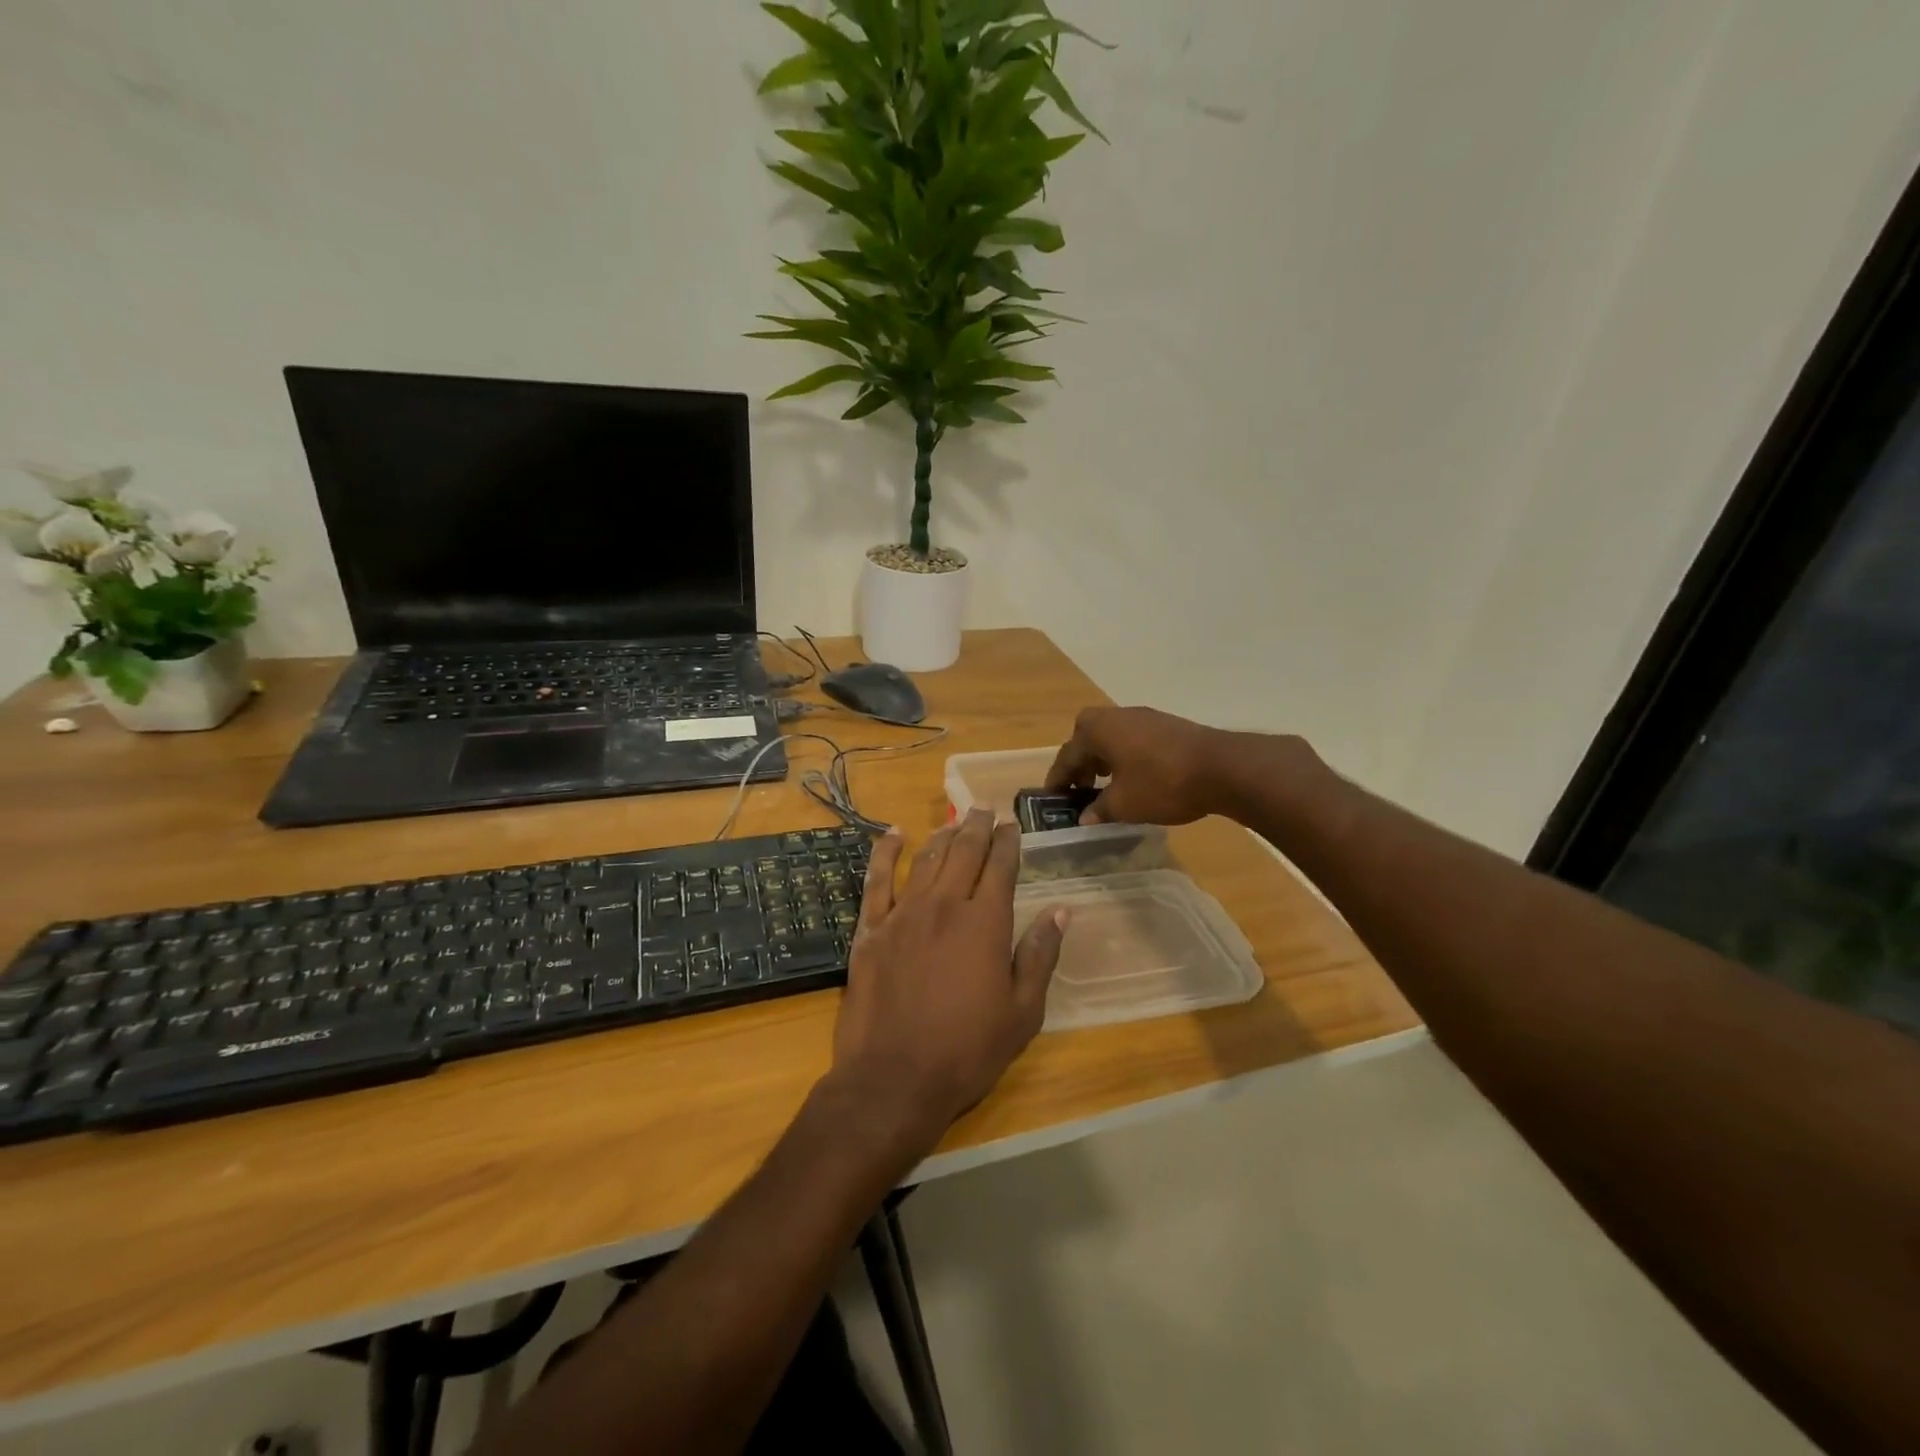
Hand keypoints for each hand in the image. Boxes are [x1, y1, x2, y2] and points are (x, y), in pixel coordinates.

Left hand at [827, 810, 1068, 1150]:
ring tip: (953, 820)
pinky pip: (876, 879)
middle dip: (977, 827)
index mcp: (985, 923)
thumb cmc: (967, 1050)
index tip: (1012, 826)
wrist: (894, 1078)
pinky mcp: (870, 929)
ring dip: (942, 835)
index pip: (1001, 867)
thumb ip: (1040, 956)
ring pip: (926, 859)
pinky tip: (894, 834)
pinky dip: (886, 852)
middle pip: (963, 852)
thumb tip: (1061, 911)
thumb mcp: (1022, 1012)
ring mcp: (903, 913)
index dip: (1008, 842)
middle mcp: (945, 905)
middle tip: (983, 808)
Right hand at [1046, 706, 1244, 825]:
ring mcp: (1144, 718)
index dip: (1058, 780)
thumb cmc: (1162, 784)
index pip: (1067, 756)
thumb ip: (1099, 810)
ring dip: (1103, 759)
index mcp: (1097, 731)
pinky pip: (1132, 739)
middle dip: (1080, 763)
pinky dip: (1124, 756)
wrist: (1222, 767)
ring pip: (1111, 737)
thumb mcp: (1124, 804)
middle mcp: (1116, 716)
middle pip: (1087, 737)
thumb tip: (1084, 817)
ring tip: (1105, 786)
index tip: (1051, 799)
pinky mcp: (1166, 725)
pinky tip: (1135, 778)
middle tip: (1079, 788)